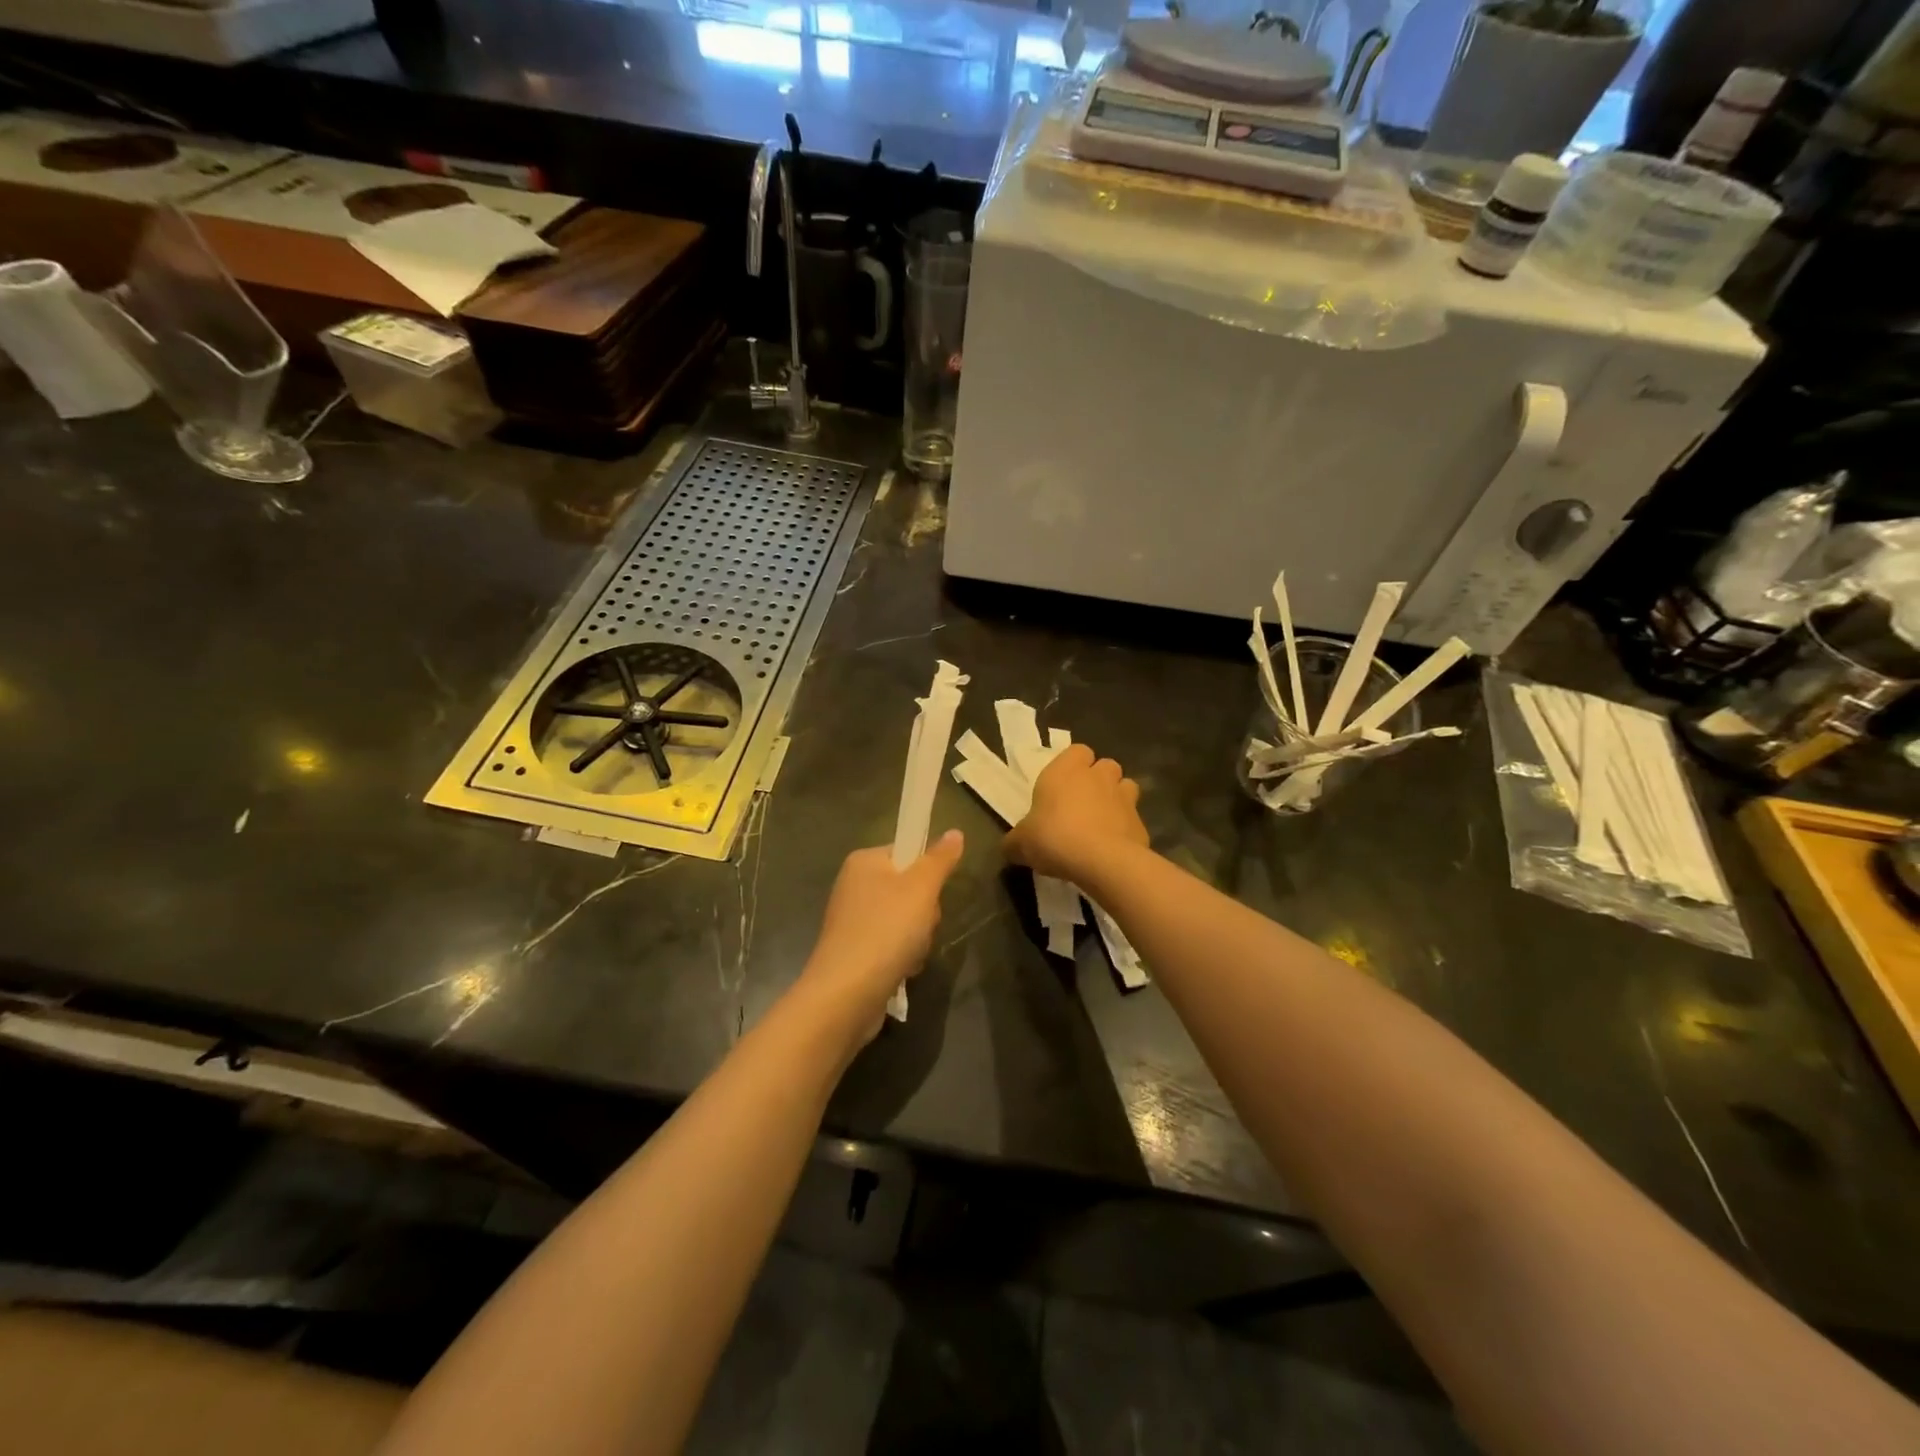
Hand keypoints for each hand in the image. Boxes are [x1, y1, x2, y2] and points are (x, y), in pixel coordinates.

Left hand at [797, 831, 964, 1036]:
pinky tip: (903, 971)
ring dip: (918, 939)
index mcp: (864, 862)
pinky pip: (893, 945)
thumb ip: (940, 859)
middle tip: (922, 926)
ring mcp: (854, 921)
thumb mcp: (921, 888)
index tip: (932, 892)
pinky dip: (903, 957)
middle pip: (909, 888)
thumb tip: (955, 832)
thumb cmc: (885, 930)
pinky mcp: (856, 952)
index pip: (907, 852)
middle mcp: (854, 886)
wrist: (846, 993)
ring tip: (911, 954)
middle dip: (925, 912)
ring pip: (906, 920)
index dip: (927, 872)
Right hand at [1004, 744, 1147, 881]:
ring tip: (1101, 822)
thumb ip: (1015, 841)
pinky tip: (1113, 848)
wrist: (1102, 861)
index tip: (1061, 786)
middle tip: (1081, 804)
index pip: (1077, 751)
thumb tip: (1010, 847)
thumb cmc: (1055, 838)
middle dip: (1097, 780)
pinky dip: (1125, 829)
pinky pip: (1133, 820)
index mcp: (1066, 770)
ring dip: (1116, 799)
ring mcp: (1125, 798)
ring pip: (1125, 787)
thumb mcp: (1021, 843)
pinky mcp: (1141, 823)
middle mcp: (1098, 776)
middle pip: (1105, 766)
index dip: (1072, 765)